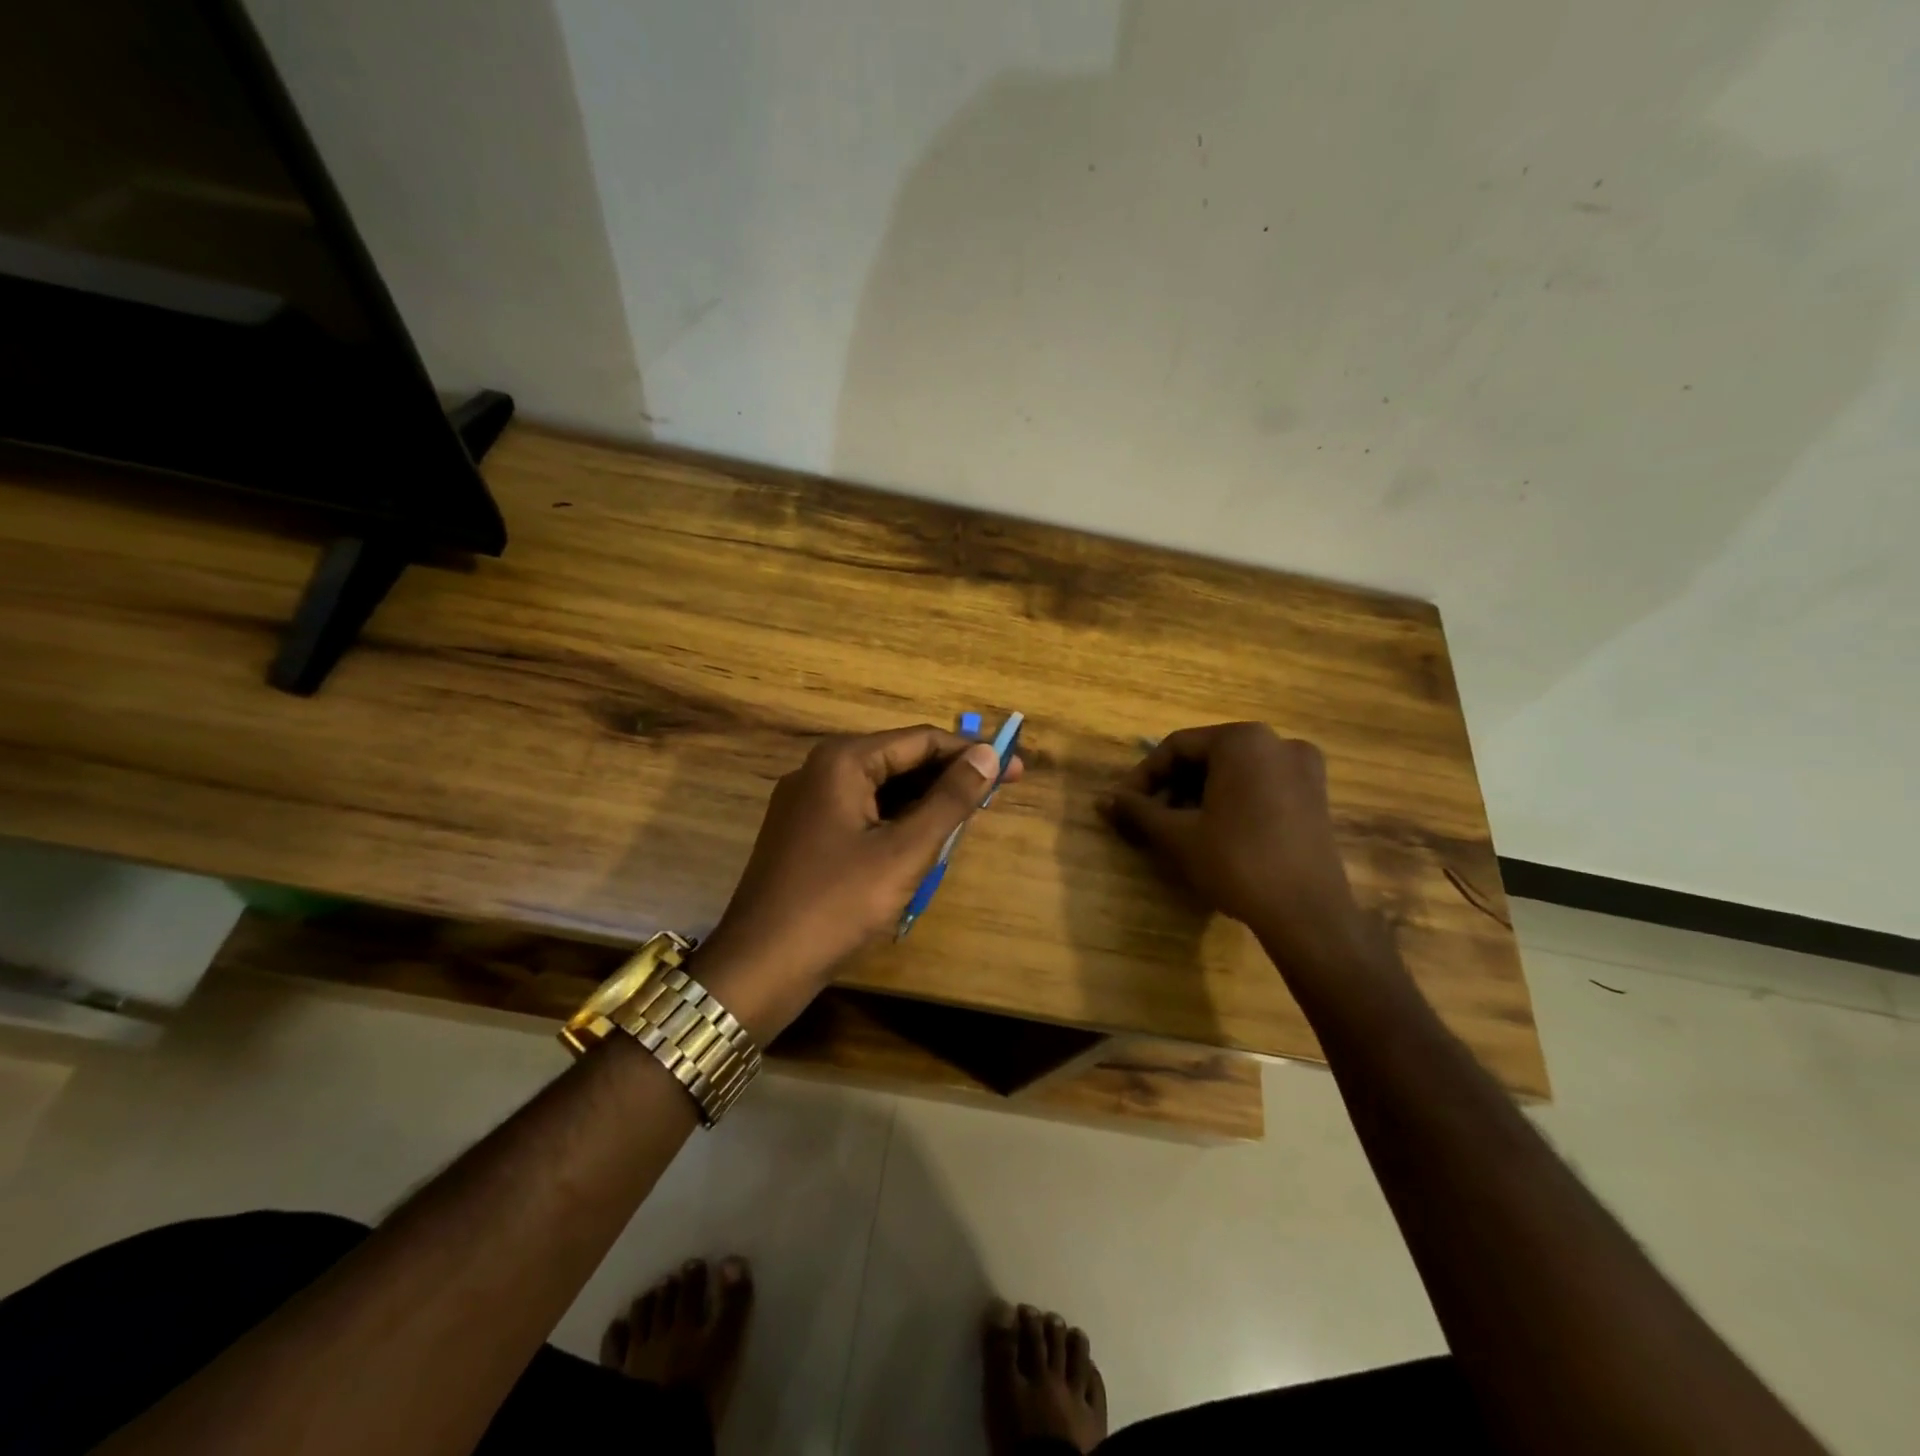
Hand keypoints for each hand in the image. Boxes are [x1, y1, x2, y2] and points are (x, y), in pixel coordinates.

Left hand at [695, 725, 1020, 1035]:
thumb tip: (989, 755)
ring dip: (925, 800)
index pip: (920, 740)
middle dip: (949, 776)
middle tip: (998, 793)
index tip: (1013, 768)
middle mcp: (820, 769)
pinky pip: (861, 812)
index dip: (971, 752)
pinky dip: (896, 821)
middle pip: (899, 760)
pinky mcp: (804, 832)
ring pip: (880, 789)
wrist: (760, 965)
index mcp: (842, 761)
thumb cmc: (838, 903)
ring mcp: (807, 802)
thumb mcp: (905, 851)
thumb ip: (950, 800)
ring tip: (968, 817)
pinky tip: (922, 840)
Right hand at [1098, 723, 1369, 975]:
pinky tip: (1212, 832)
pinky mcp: (1315, 796)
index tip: (1123, 805)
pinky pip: (1259, 786)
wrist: (1307, 915)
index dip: (1143, 776)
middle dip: (1171, 787)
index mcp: (1243, 740)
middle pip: (1207, 757)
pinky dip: (1229, 802)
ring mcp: (1303, 769)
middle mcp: (1277, 742)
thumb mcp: (1178, 835)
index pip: (1176, 747)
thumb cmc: (1237, 863)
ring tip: (1174, 829)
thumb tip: (1103, 800)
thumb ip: (1138, 810)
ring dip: (1197, 796)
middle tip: (1147, 819)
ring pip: (1232, 773)